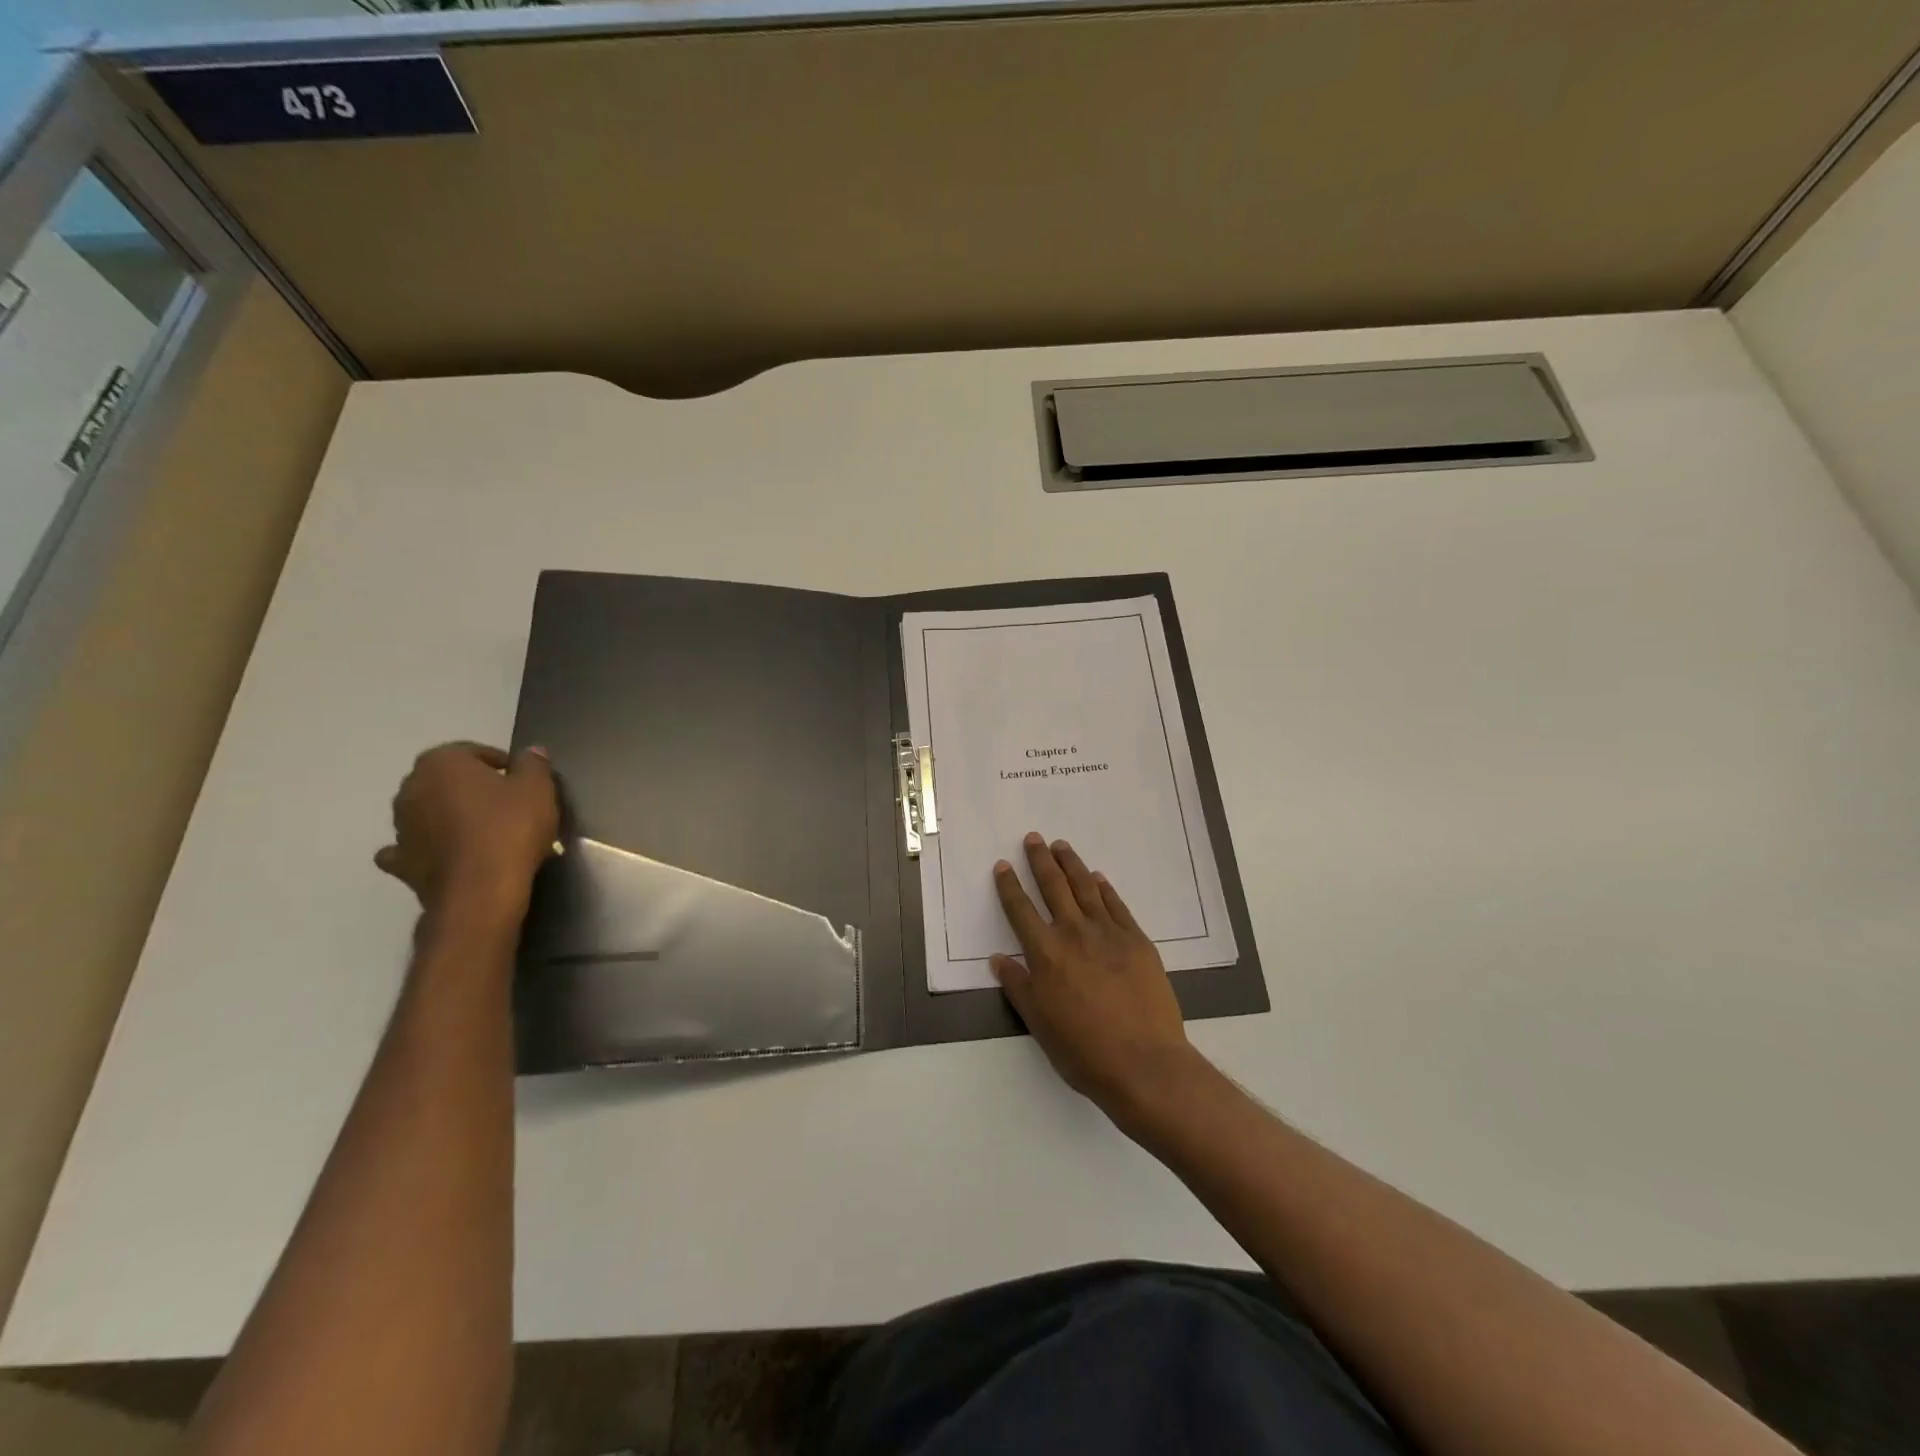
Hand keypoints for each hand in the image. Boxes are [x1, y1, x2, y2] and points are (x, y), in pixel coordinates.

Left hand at [375, 742, 558, 914]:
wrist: (481, 889)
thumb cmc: (510, 827)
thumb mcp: (538, 788)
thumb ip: (533, 764)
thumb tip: (532, 751)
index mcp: (441, 762)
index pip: (474, 752)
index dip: (502, 764)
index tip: (523, 781)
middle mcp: (411, 788)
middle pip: (447, 780)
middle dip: (472, 788)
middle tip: (507, 804)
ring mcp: (400, 827)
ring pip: (428, 811)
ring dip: (449, 815)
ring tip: (486, 832)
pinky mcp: (401, 862)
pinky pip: (412, 847)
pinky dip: (425, 847)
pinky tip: (444, 853)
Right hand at [991, 833, 1200, 1122]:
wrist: (1144, 1063)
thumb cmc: (1083, 1050)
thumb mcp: (1039, 1023)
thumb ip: (1018, 986)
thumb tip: (998, 958)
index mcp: (1045, 953)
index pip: (1021, 910)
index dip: (1009, 886)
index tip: (1003, 866)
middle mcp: (1074, 933)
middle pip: (1053, 887)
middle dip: (1040, 861)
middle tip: (1034, 839)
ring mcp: (1109, 933)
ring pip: (1085, 887)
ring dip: (1071, 864)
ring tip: (1061, 846)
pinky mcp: (1137, 940)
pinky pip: (1116, 905)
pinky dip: (1104, 888)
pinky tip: (1098, 878)